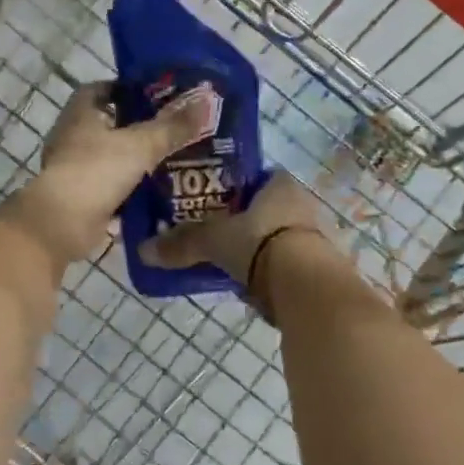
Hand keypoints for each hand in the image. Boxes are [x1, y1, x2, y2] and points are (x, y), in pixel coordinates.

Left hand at [8, 83, 206, 266]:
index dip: (126, 89)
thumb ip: (173, 126)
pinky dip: (129, 189)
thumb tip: (207, 100)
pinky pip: (110, 187)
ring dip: (134, 159)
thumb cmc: (96, 171)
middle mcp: (73, 137)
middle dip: (138, 127)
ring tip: (171, 159)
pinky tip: (156, 192)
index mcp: (81, 114)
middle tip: (173, 129)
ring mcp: (74, 168)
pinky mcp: (80, 197)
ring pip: (110, 157)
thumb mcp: (141, 145)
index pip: (101, 89)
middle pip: (108, 124)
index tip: (156, 95)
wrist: (62, 223)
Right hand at [139, 170, 327, 284]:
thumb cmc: (261, 244)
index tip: (213, 201)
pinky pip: (289, 263)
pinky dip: (272, 272)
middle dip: (245, 222)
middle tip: (216, 235)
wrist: (308, 288)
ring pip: (279, 237)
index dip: (236, 187)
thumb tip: (143, 250)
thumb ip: (183, 244)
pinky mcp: (320, 267)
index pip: (257, 176)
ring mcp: (316, 236)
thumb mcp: (215, 241)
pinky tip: (253, 285)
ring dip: (259, 248)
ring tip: (231, 263)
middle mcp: (303, 203)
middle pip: (267, 208)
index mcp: (281, 184)